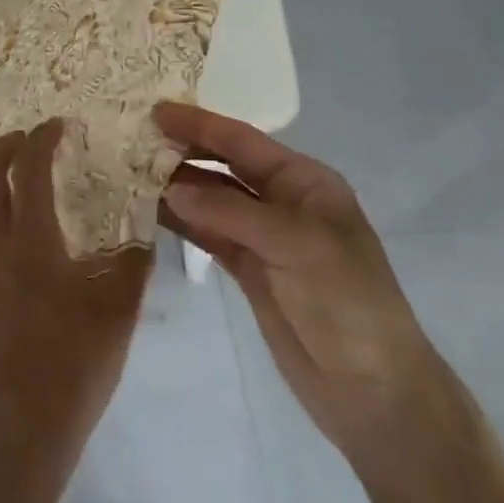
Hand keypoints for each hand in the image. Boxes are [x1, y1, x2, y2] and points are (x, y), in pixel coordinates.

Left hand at [0, 120, 153, 465]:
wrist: (26, 429)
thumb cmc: (77, 366)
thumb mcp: (120, 310)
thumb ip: (135, 259)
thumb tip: (144, 220)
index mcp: (32, 243)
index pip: (29, 171)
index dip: (42, 140)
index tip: (58, 126)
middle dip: (4, 148)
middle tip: (25, 140)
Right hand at [155, 103, 459, 472]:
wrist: (373, 392)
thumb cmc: (347, 302)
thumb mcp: (296, 245)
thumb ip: (231, 211)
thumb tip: (170, 187)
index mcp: (304, 181)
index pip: (242, 141)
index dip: (200, 124)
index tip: (156, 110)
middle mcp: (281, 200)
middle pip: (223, 164)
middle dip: (183, 150)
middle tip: (133, 139)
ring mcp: (263, 236)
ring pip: (210, 199)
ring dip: (176, 186)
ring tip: (130, 171)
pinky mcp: (248, 269)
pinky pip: (207, 234)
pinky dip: (181, 222)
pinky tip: (150, 210)